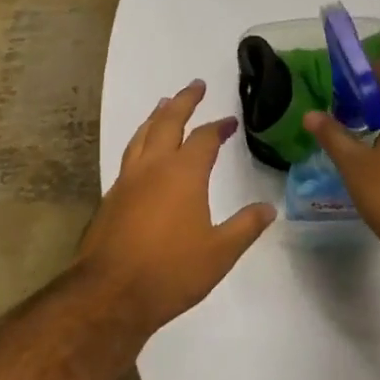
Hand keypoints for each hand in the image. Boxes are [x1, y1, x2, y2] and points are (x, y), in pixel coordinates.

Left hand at [77, 79, 276, 333]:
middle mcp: (153, 167)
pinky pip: (129, 154)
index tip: (230, 122)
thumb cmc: (171, 271)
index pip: (204, 138)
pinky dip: (140, 140)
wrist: (111, 293)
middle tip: (195, 85)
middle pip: (167, 122)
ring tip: (164, 104)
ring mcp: (127, 180)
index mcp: (183, 174)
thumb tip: (268, 208)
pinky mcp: (111, 196)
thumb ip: (245, 227)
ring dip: (156, 116)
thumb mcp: (220, 253)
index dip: (218, 127)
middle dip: (183, 101)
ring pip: (142, 134)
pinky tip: (143, 150)